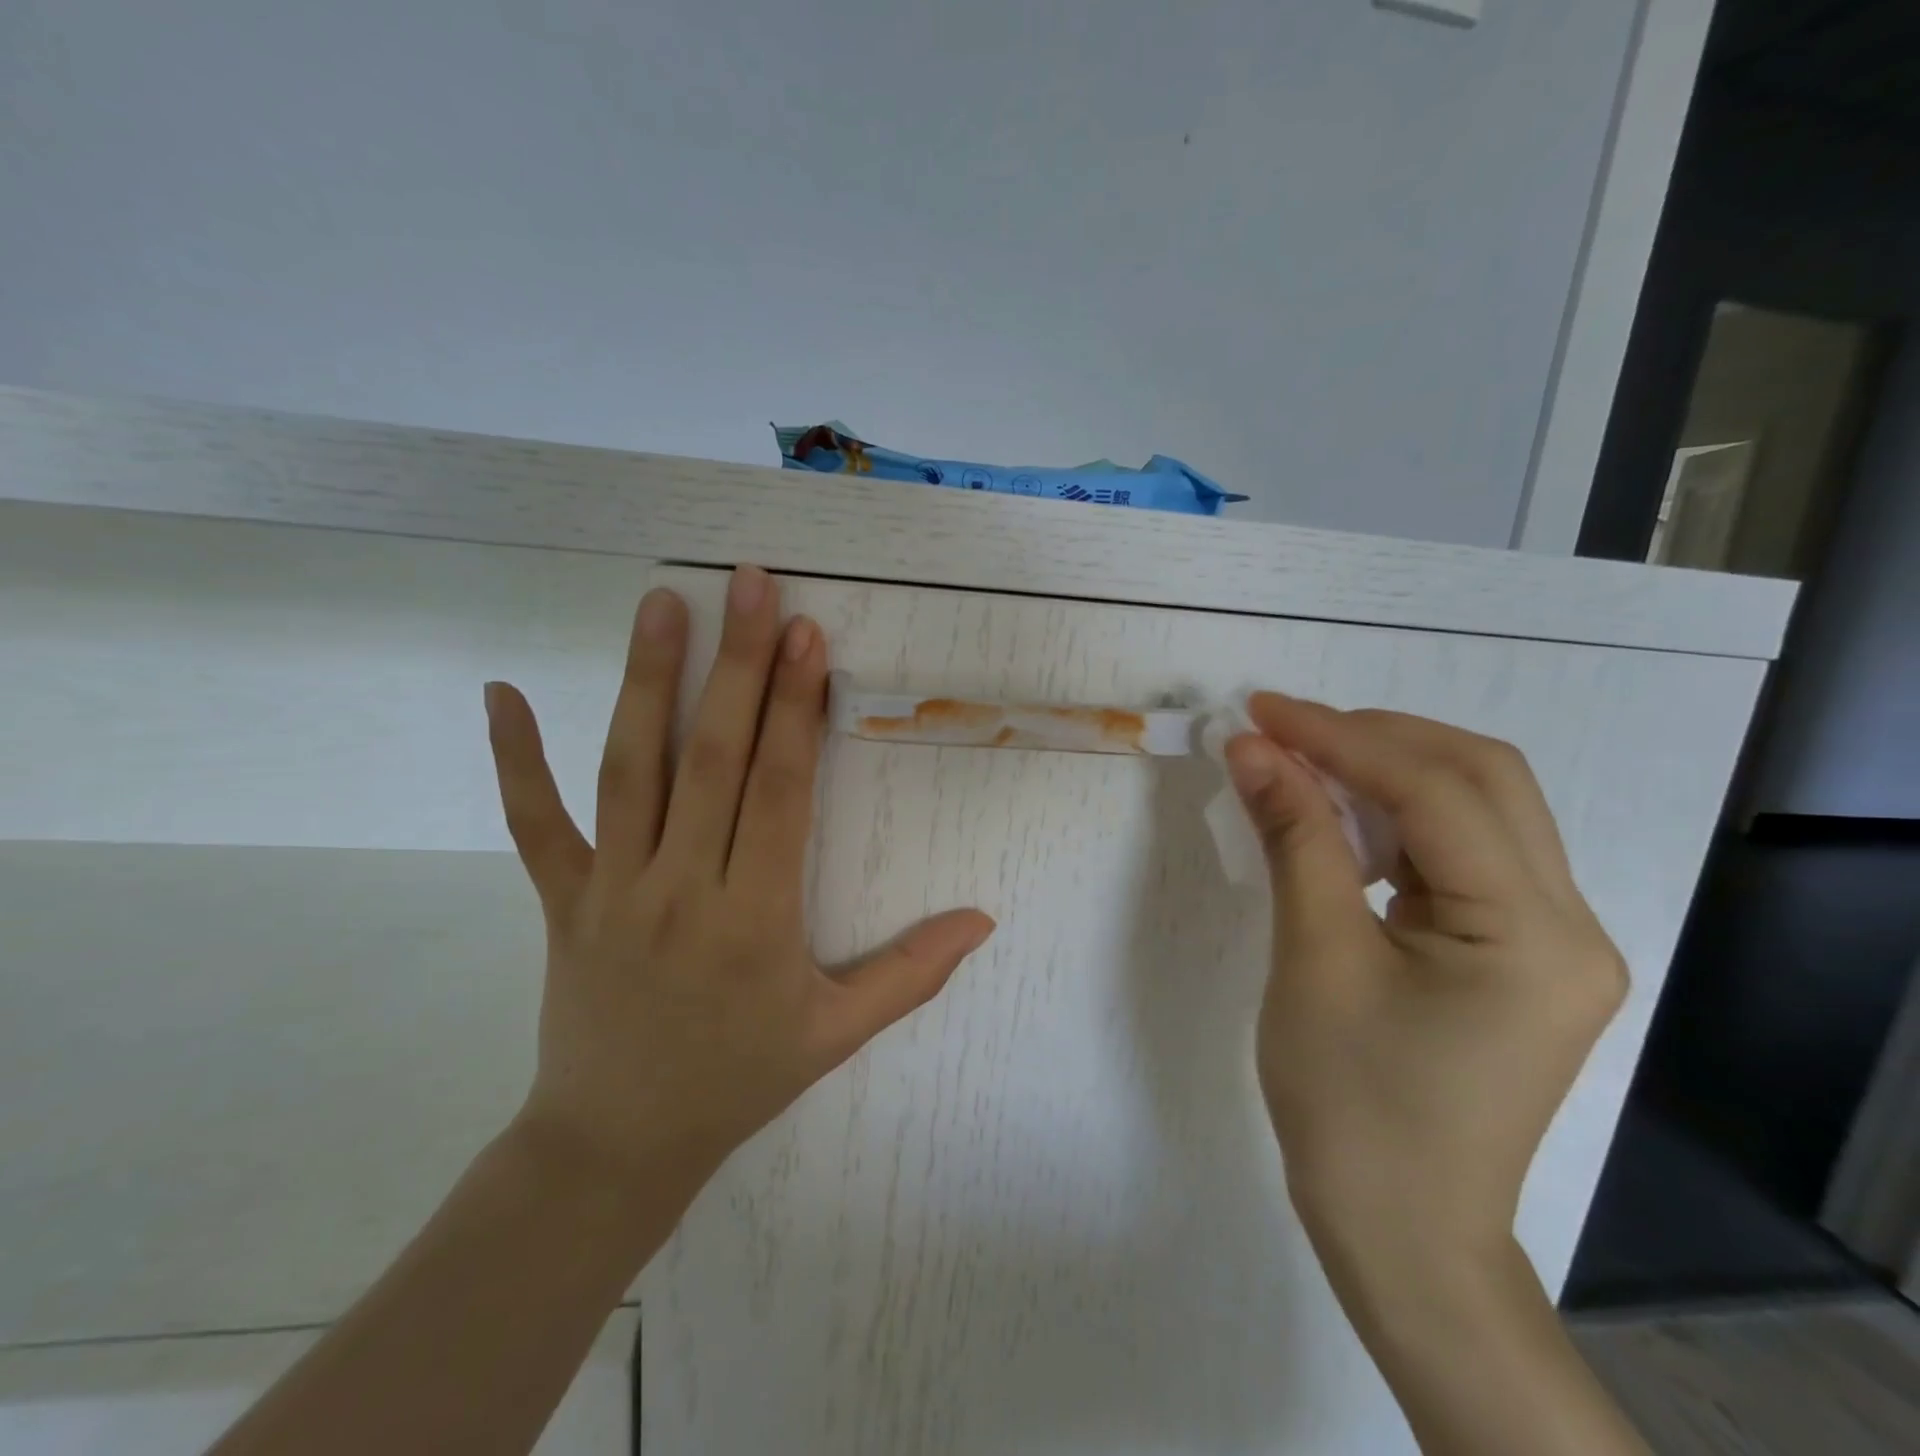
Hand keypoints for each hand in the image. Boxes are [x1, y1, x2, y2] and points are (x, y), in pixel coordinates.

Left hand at [482, 566, 995, 1196]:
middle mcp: (681, 888)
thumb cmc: (738, 1079)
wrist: (615, 1145)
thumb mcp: (836, 1035)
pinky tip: (500, 692)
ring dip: (645, 683)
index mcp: (755, 918)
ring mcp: (611, 890)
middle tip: (750, 586)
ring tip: (661, 605)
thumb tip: (983, 921)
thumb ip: (912, 973)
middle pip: (711, 760)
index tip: (807, 636)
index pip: (777, 791)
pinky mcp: (561, 901)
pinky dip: (513, 760)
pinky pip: (534, 824)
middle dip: (736, 667)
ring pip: (629, 771)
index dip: (794, 709)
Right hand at [1223, 694, 1626, 1292]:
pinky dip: (1398, 817)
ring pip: (1478, 809)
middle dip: (1377, 737)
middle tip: (1284, 727)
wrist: (1398, 1225)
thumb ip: (1294, 837)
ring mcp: (1551, 939)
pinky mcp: (1518, 951)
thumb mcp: (1314, 956)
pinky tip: (1342, 819)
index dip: (1342, 738)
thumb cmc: (1349, 1101)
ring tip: (1303, 761)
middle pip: (1482, 780)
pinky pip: (1463, 853)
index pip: (1437, 792)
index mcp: (1532, 934)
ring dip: (1388, 770)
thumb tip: (1252, 748)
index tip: (1261, 712)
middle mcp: (1569, 923)